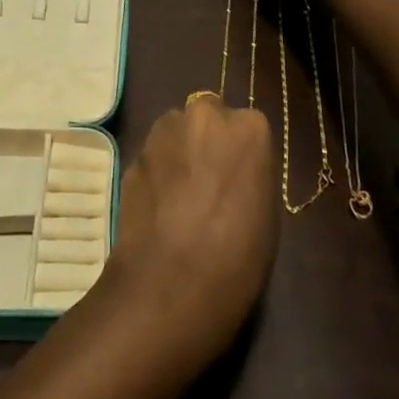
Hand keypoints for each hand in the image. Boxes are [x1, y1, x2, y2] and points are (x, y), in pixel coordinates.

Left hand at [103, 97, 276, 366]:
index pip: (248, 127)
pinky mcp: (133, 154)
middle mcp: (204, 115)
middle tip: (209, 182)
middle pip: (207, 118)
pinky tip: (158, 207)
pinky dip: (156, 172)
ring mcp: (163, 131)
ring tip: (180, 195)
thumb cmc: (237, 257)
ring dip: (179, 150)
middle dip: (207, 141)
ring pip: (176, 130)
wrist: (171, 283)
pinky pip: (153, 156)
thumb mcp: (265, 213)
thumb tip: (233, 171)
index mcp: (249, 128)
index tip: (239, 180)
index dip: (242, 154)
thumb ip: (249, 174)